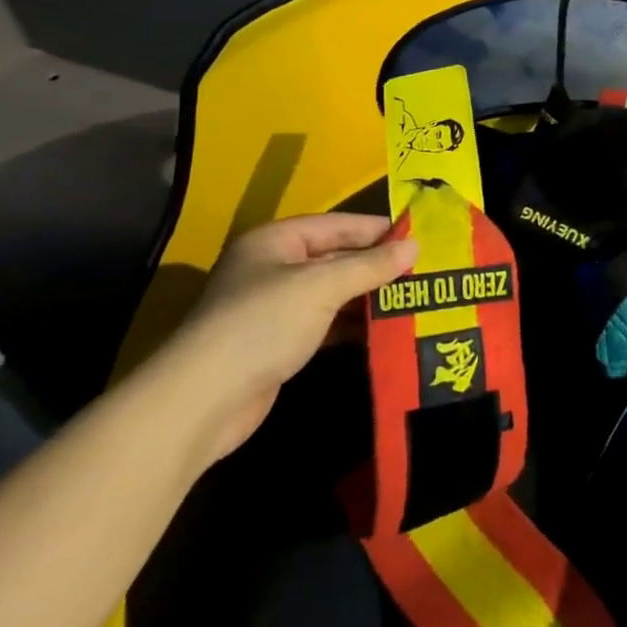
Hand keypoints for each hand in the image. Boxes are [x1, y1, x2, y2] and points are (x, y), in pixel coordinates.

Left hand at [160, 213, 415, 462]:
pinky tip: (385, 329)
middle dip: (377, 265)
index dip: (377, 229)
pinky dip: (352, 324)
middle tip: (423, 270)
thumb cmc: (262, 324)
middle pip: (336, 257)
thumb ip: (370, 266)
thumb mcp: (322, 287)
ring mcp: (274, 307)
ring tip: (414, 298)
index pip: (337, 225)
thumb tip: (415, 246)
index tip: (420, 236)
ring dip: (368, 297)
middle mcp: (274, 267)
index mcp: (276, 240)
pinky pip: (326, 323)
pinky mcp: (279, 343)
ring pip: (333, 292)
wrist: (203, 401)